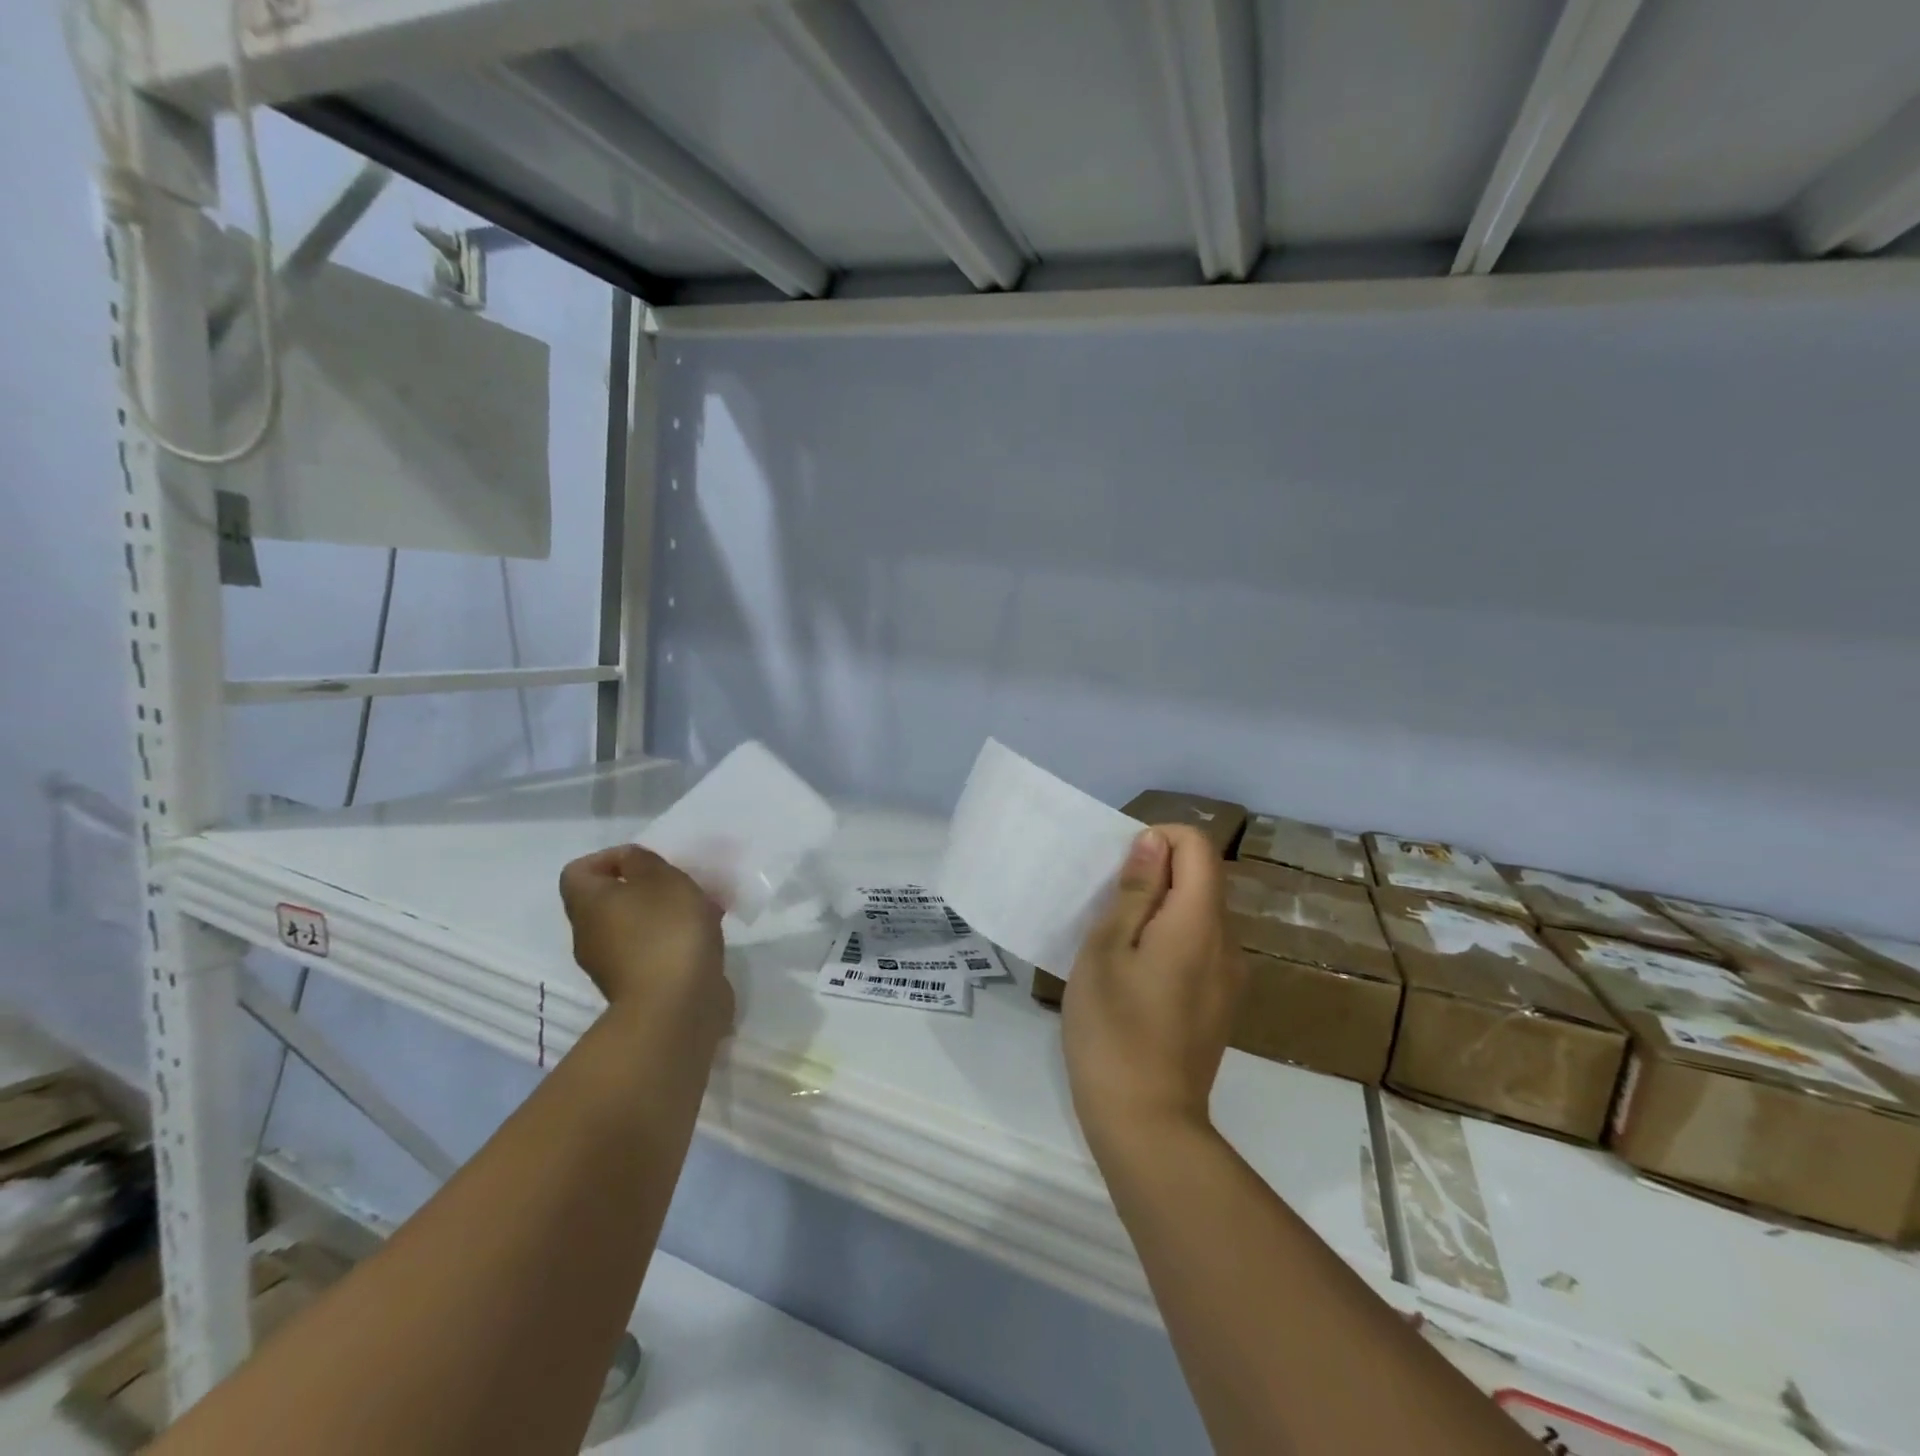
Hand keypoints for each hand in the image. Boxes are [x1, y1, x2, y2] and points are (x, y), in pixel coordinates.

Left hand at [558, 845, 731, 1039]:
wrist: (676, 1006)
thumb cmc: (665, 931)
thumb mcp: (661, 878)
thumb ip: (642, 861)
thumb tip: (629, 862)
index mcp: (588, 905)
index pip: (579, 871)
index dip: (609, 858)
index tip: (646, 860)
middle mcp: (590, 935)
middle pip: (609, 899)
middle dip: (644, 886)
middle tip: (678, 882)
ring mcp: (612, 965)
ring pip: (634, 925)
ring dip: (662, 914)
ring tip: (701, 908)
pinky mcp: (639, 986)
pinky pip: (651, 950)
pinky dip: (672, 939)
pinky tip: (704, 936)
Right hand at [1062, 826, 1245, 1150]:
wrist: (1147, 1122)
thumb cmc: (1113, 1028)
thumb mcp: (1106, 949)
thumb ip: (1135, 891)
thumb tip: (1153, 842)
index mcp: (1199, 922)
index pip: (1198, 847)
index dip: (1160, 839)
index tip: (1121, 869)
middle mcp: (1227, 943)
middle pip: (1202, 879)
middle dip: (1157, 875)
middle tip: (1108, 908)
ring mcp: (1230, 977)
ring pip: (1200, 915)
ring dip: (1162, 909)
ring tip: (1117, 945)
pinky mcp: (1222, 1004)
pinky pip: (1201, 948)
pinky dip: (1172, 939)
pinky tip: (1138, 978)